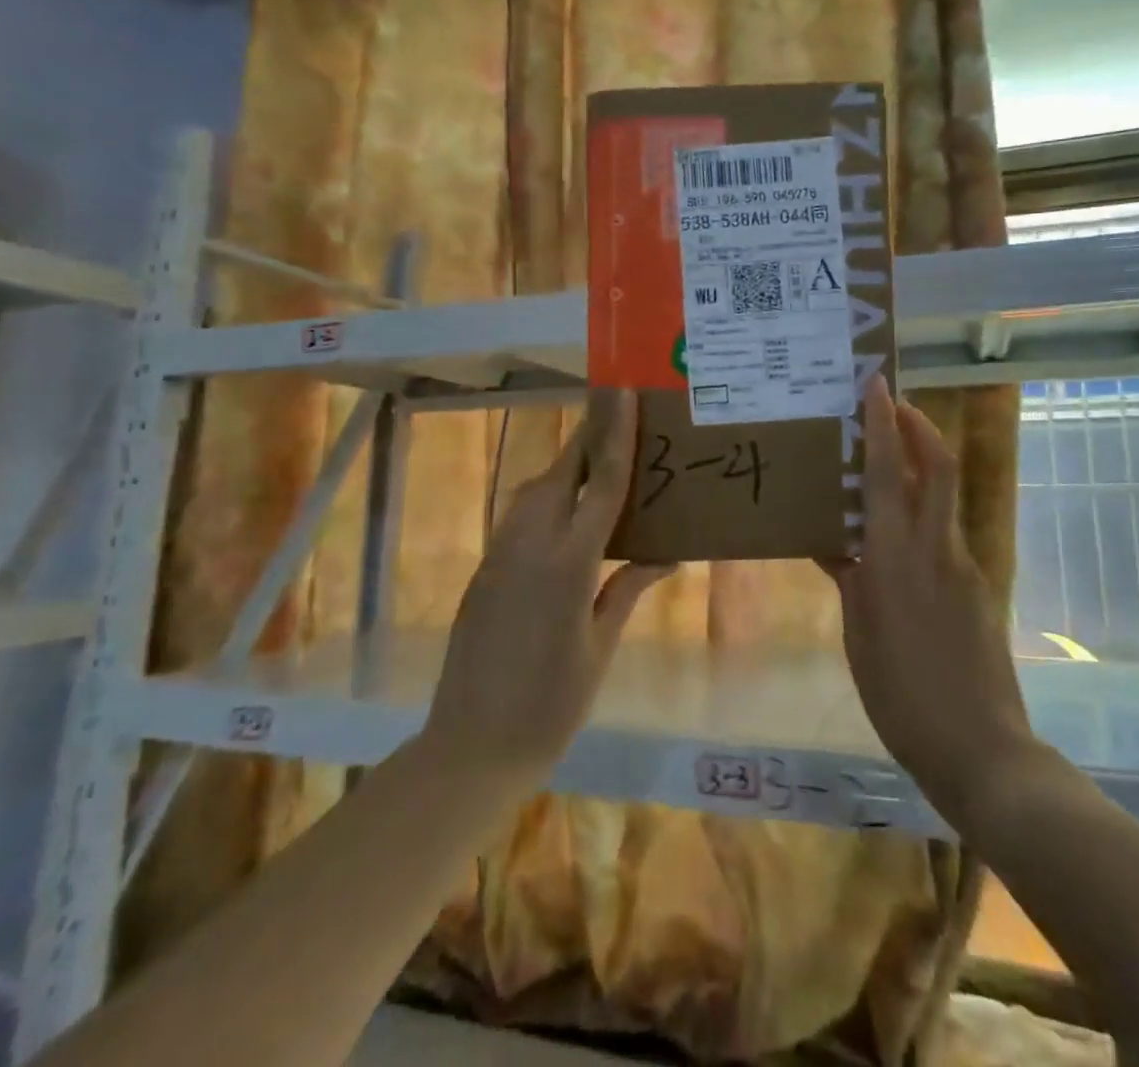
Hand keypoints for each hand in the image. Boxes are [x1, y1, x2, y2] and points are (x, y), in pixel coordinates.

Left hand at [423, 389, 671, 782]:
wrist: (470, 746)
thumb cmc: (551, 704)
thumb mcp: (599, 646)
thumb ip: (627, 588)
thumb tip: (667, 555)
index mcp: (568, 564)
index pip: (601, 483)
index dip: (616, 434)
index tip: (623, 393)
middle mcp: (529, 545)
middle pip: (562, 473)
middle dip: (588, 439)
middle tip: (617, 415)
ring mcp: (499, 555)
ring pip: (534, 491)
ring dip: (565, 468)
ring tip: (597, 464)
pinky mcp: (483, 570)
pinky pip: (519, 517)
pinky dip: (547, 500)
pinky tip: (566, 516)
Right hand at [825, 376, 1038, 828]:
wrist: (982, 749)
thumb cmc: (902, 695)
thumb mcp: (859, 635)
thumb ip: (850, 580)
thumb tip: (835, 544)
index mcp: (896, 558)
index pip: (892, 473)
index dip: (885, 424)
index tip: (877, 386)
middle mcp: (935, 549)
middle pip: (937, 467)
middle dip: (918, 426)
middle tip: (891, 405)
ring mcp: (963, 567)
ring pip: (941, 498)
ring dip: (920, 466)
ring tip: (884, 464)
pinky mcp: (976, 588)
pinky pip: (942, 534)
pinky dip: (920, 515)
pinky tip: (894, 540)